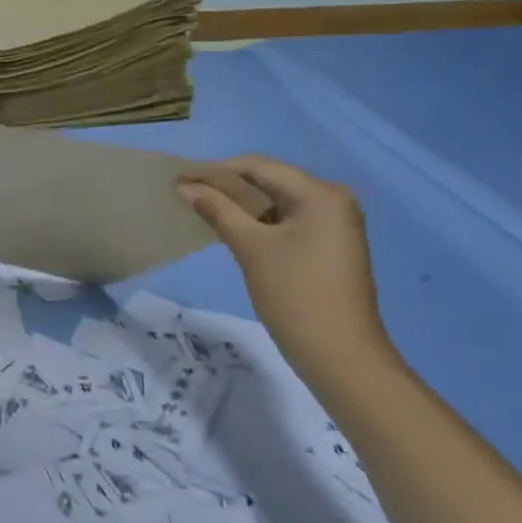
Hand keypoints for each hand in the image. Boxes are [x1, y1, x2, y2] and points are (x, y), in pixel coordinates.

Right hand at [178, 155, 403, 389]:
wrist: (341, 356)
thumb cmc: (295, 294)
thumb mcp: (251, 247)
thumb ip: (217, 210)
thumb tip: (185, 186)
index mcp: (320, 194)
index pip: (259, 167)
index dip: (216, 170)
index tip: (180, 179)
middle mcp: (333, 200)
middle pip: (270, 181)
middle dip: (228, 186)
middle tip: (188, 194)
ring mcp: (335, 224)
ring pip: (278, 202)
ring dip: (242, 205)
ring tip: (203, 210)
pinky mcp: (330, 245)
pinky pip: (288, 221)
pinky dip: (260, 222)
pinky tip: (232, 229)